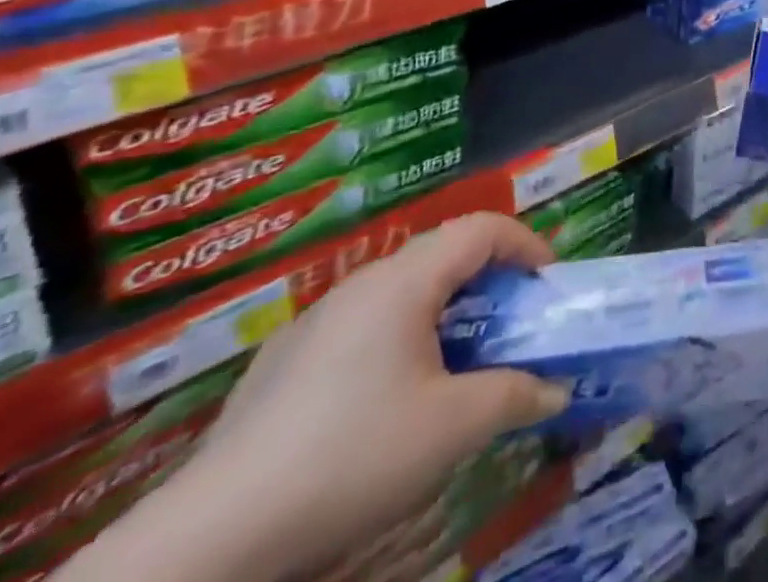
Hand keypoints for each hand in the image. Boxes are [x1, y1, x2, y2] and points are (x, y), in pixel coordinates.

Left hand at [63, 214, 567, 581]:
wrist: (211, 538)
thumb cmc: (351, 457)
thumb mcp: (452, 428)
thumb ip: (513, 396)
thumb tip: (556, 388)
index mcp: (403, 281)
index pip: (481, 228)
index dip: (525, 244)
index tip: (548, 284)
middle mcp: (360, 284)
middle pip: (442, 255)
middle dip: (489, 281)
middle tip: (512, 325)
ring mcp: (315, 321)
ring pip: (400, 292)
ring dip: (444, 312)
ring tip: (458, 364)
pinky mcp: (282, 363)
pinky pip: (361, 327)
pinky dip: (399, 339)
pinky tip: (387, 403)